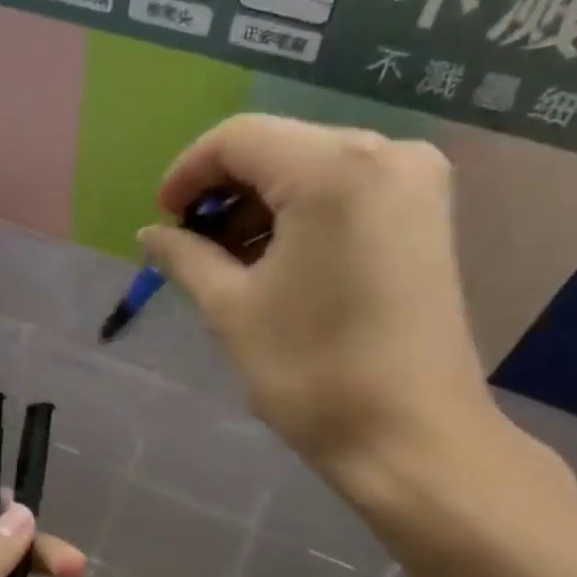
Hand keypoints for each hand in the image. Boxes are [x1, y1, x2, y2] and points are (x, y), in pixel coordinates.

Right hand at [139, 115, 499, 491]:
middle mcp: (385, 154)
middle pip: (278, 148)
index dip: (187, 173)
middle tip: (188, 244)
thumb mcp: (230, 309)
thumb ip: (184, 256)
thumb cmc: (311, 371)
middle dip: (223, 191)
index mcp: (333, 169)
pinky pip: (346, 190)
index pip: (239, 139)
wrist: (411, 438)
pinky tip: (273, 259)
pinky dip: (300, 215)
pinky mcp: (426, 216)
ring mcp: (415, 182)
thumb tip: (150, 234)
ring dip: (259, 206)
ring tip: (225, 260)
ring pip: (311, 168)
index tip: (161, 219)